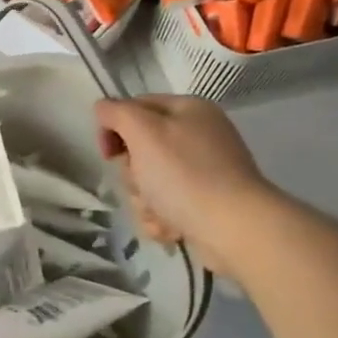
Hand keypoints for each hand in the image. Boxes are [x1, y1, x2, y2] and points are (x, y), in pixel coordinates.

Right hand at [94, 96, 280, 272]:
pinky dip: (162, 218)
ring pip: (149, 181)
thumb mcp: (142, 131)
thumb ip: (116, 112)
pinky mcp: (205, 203)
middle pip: (139, 149)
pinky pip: (166, 205)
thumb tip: (103, 110)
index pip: (133, 107)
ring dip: (144, 201)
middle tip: (143, 184)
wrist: (234, 229)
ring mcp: (204, 171)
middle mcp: (198, 136)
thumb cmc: (184, 174)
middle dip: (133, 174)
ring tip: (160, 213)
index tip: (108, 154)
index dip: (113, 129)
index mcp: (188, 109)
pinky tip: (171, 228)